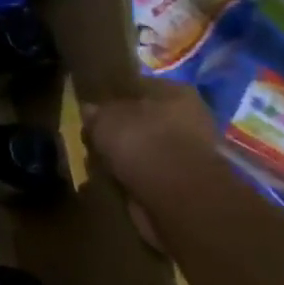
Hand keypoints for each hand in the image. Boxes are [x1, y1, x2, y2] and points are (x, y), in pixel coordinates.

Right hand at [81, 78, 217, 245]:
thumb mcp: (104, 118)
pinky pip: (155, 175)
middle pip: (146, 120)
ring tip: (104, 165)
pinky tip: (120, 183)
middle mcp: (191, 118)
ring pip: (150, 149)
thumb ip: (95, 111)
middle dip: (123, 131)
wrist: (177, 197)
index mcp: (175, 92)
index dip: (114, 98)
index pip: (138, 87)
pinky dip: (138, 179)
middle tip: (97, 140)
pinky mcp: (191, 185)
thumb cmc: (141, 142)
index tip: (95, 111)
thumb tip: (89, 110)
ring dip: (130, 157)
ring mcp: (194, 154)